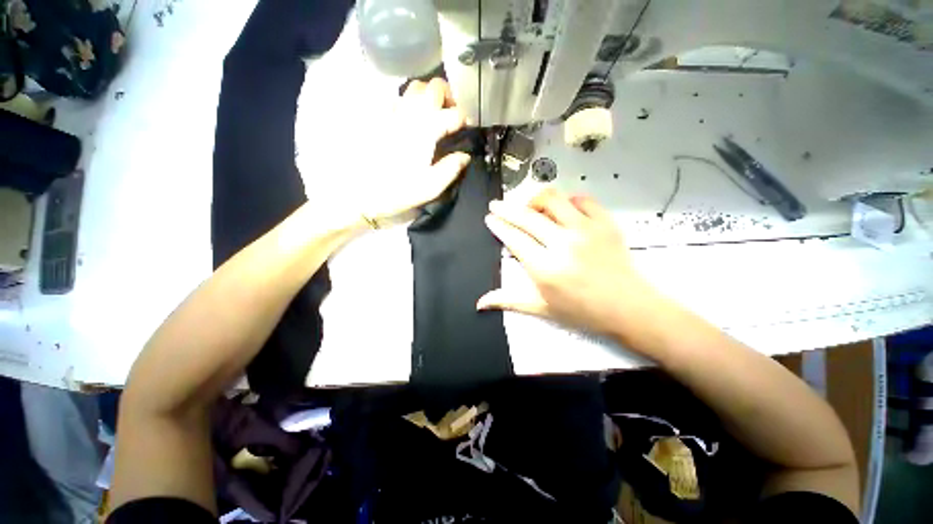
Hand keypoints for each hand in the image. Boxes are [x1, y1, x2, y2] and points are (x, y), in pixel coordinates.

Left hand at [359, 78, 470, 223]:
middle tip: (453, 115)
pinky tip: (415, 120)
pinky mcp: (383, 120)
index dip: (464, 119)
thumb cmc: (400, 191)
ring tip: (436, 114)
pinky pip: (399, 99)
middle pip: (433, 88)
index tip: (467, 129)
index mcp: (426, 131)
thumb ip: (451, 168)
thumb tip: (465, 156)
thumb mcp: (431, 187)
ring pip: (415, 88)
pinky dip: (412, 103)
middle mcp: (411, 115)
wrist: (363, 192)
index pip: (453, 114)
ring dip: (430, 95)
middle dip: (449, 96)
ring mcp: (395, 115)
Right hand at [478, 189, 663, 334]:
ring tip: (528, 206)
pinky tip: (562, 209)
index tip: (490, 218)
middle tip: (496, 204)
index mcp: (544, 267)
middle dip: (506, 208)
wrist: (627, 307)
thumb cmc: (581, 311)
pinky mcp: (605, 222)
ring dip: (534, 199)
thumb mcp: (541, 308)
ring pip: (552, 199)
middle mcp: (562, 243)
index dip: (498, 225)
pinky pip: (581, 199)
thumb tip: (480, 303)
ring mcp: (585, 229)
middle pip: (527, 216)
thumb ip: (509, 300)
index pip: (514, 238)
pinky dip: (567, 200)